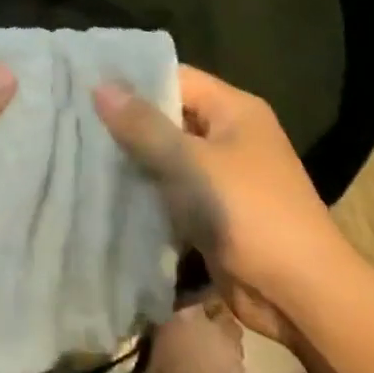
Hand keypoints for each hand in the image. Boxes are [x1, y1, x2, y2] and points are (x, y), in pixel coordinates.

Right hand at [94, 68, 351, 345]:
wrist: (300, 294)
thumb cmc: (248, 213)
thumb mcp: (191, 163)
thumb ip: (143, 126)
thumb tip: (99, 85)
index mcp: (235, 110)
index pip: (176, 78)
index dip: (133, 81)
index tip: (84, 86)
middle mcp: (230, 136)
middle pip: (169, 117)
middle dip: (126, 123)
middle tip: (72, 122)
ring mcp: (222, 176)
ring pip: (167, 157)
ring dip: (132, 161)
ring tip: (78, 154)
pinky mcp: (213, 212)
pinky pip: (172, 191)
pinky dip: (145, 192)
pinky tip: (103, 192)